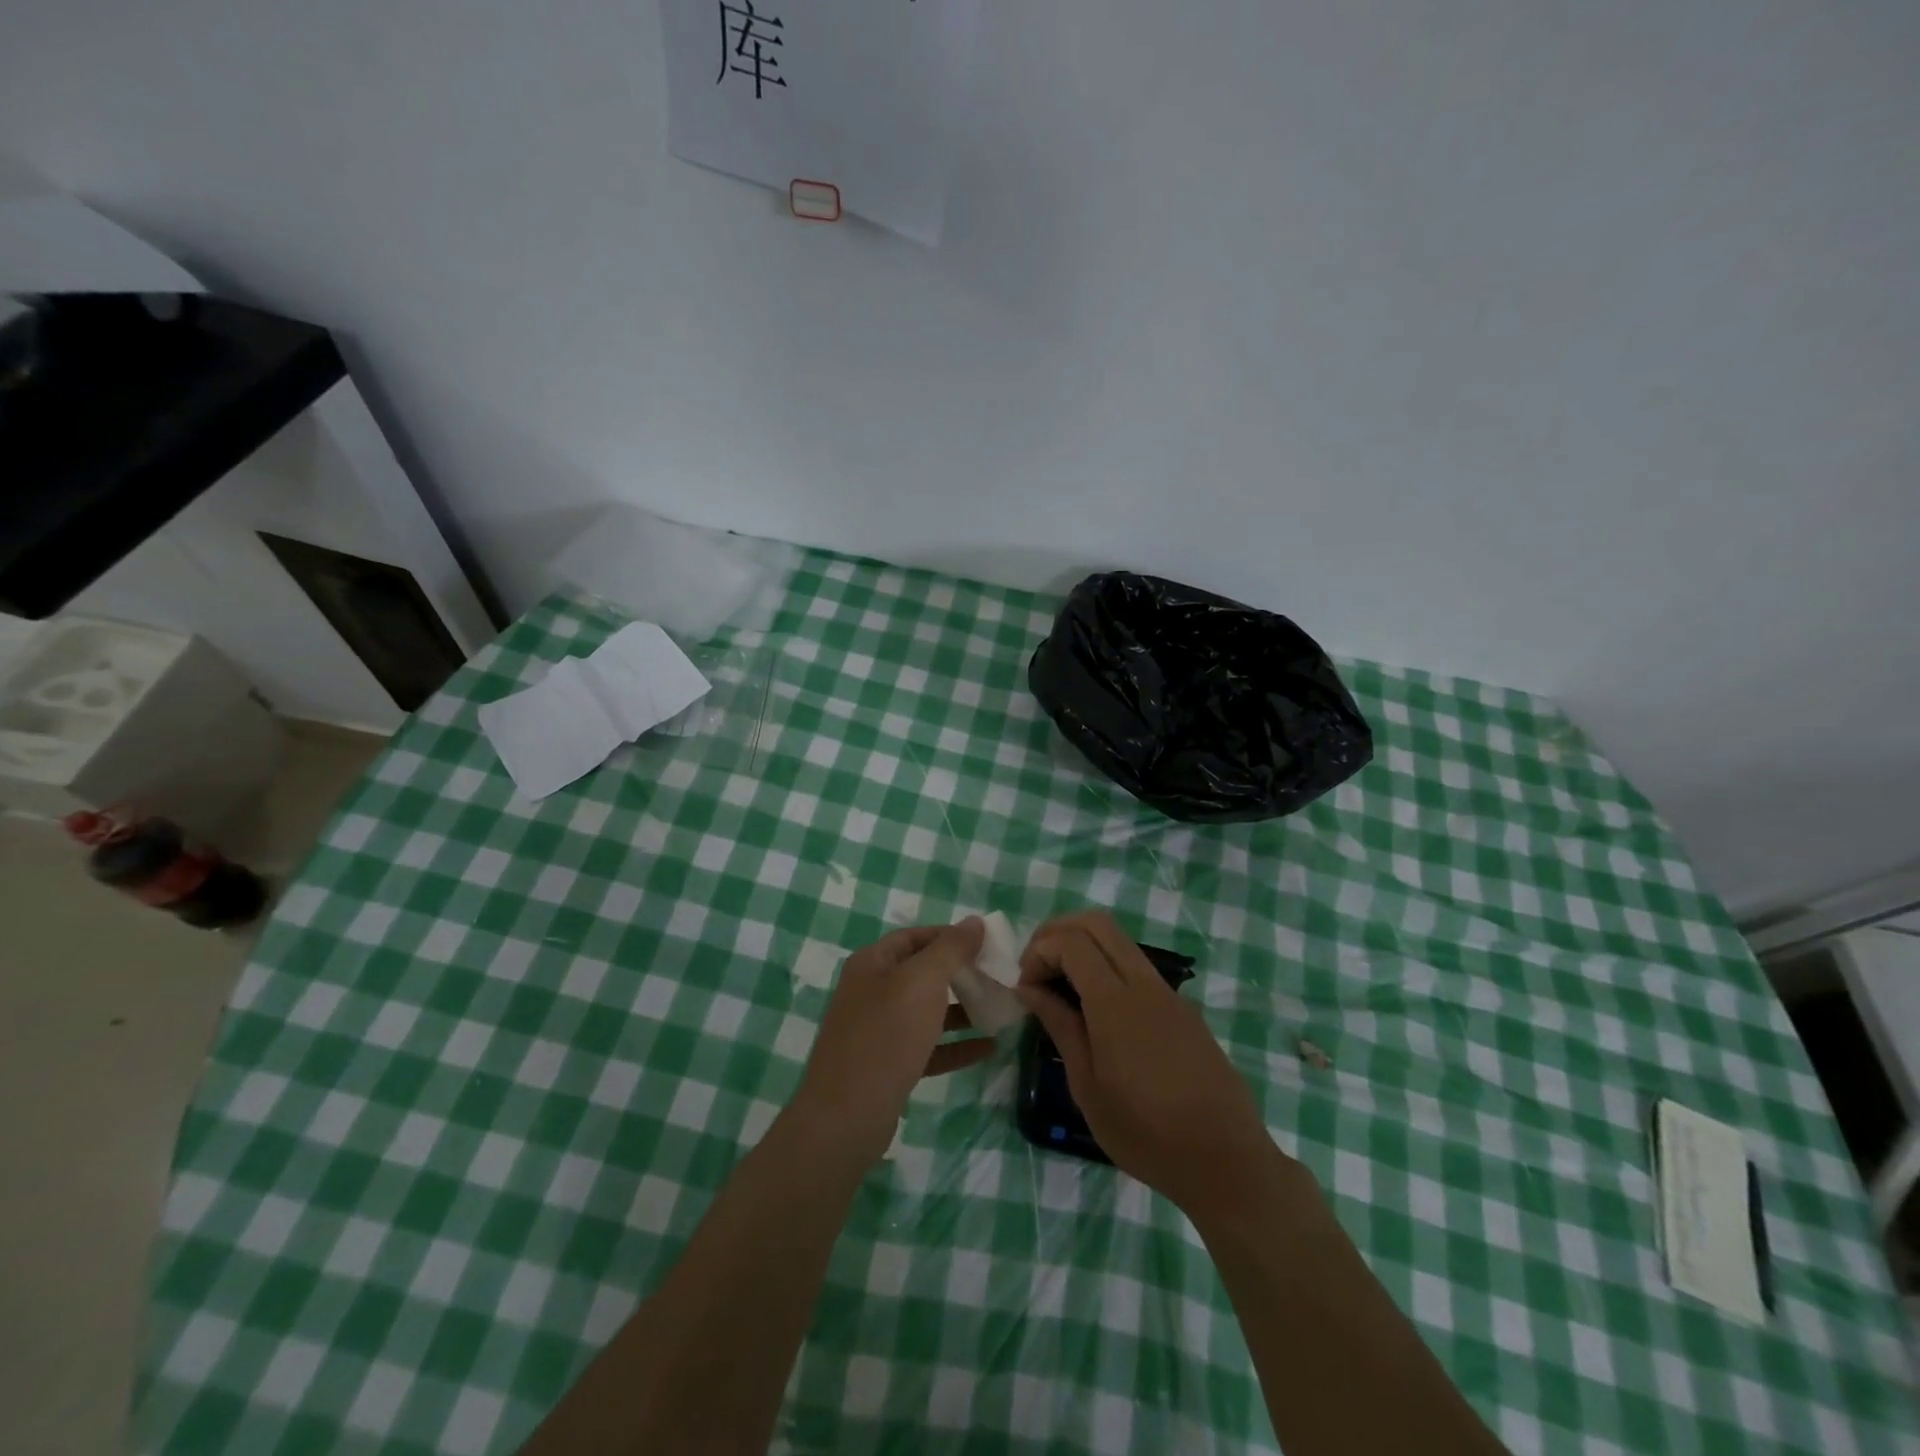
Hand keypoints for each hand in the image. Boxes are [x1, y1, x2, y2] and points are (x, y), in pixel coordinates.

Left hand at [790, 918, 986, 1167]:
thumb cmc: (886, 1035)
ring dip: (961, 1010)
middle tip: (996, 977)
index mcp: (872, 963)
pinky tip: (988, 1048)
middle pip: (921, 973)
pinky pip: (927, 1047)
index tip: (985, 944)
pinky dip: (955, 1045)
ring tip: (998, 1009)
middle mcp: (871, 991)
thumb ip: (951, 949)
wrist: (847, 1115)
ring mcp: (878, 1031)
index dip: (949, 936)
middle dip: (959, 974)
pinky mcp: (888, 1066)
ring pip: (926, 1011)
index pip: (914, 937)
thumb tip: (974, 921)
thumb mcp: (922, 982)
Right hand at [1016, 910, 1287, 1217]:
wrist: (1226, 1161)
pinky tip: (1094, 1008)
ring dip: (1082, 945)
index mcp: (1116, 1002)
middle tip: (1036, 967)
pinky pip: (1136, 964)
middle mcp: (1144, 983)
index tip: (1025, 987)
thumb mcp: (1088, 1087)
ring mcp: (1168, 992)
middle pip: (1097, 923)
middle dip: (1058, 931)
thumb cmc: (1146, 1133)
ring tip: (1060, 985)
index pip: (1071, 941)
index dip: (1039, 951)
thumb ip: (1060, 1026)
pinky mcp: (1181, 1006)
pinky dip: (1105, 964)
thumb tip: (1029, 988)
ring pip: (1119, 939)